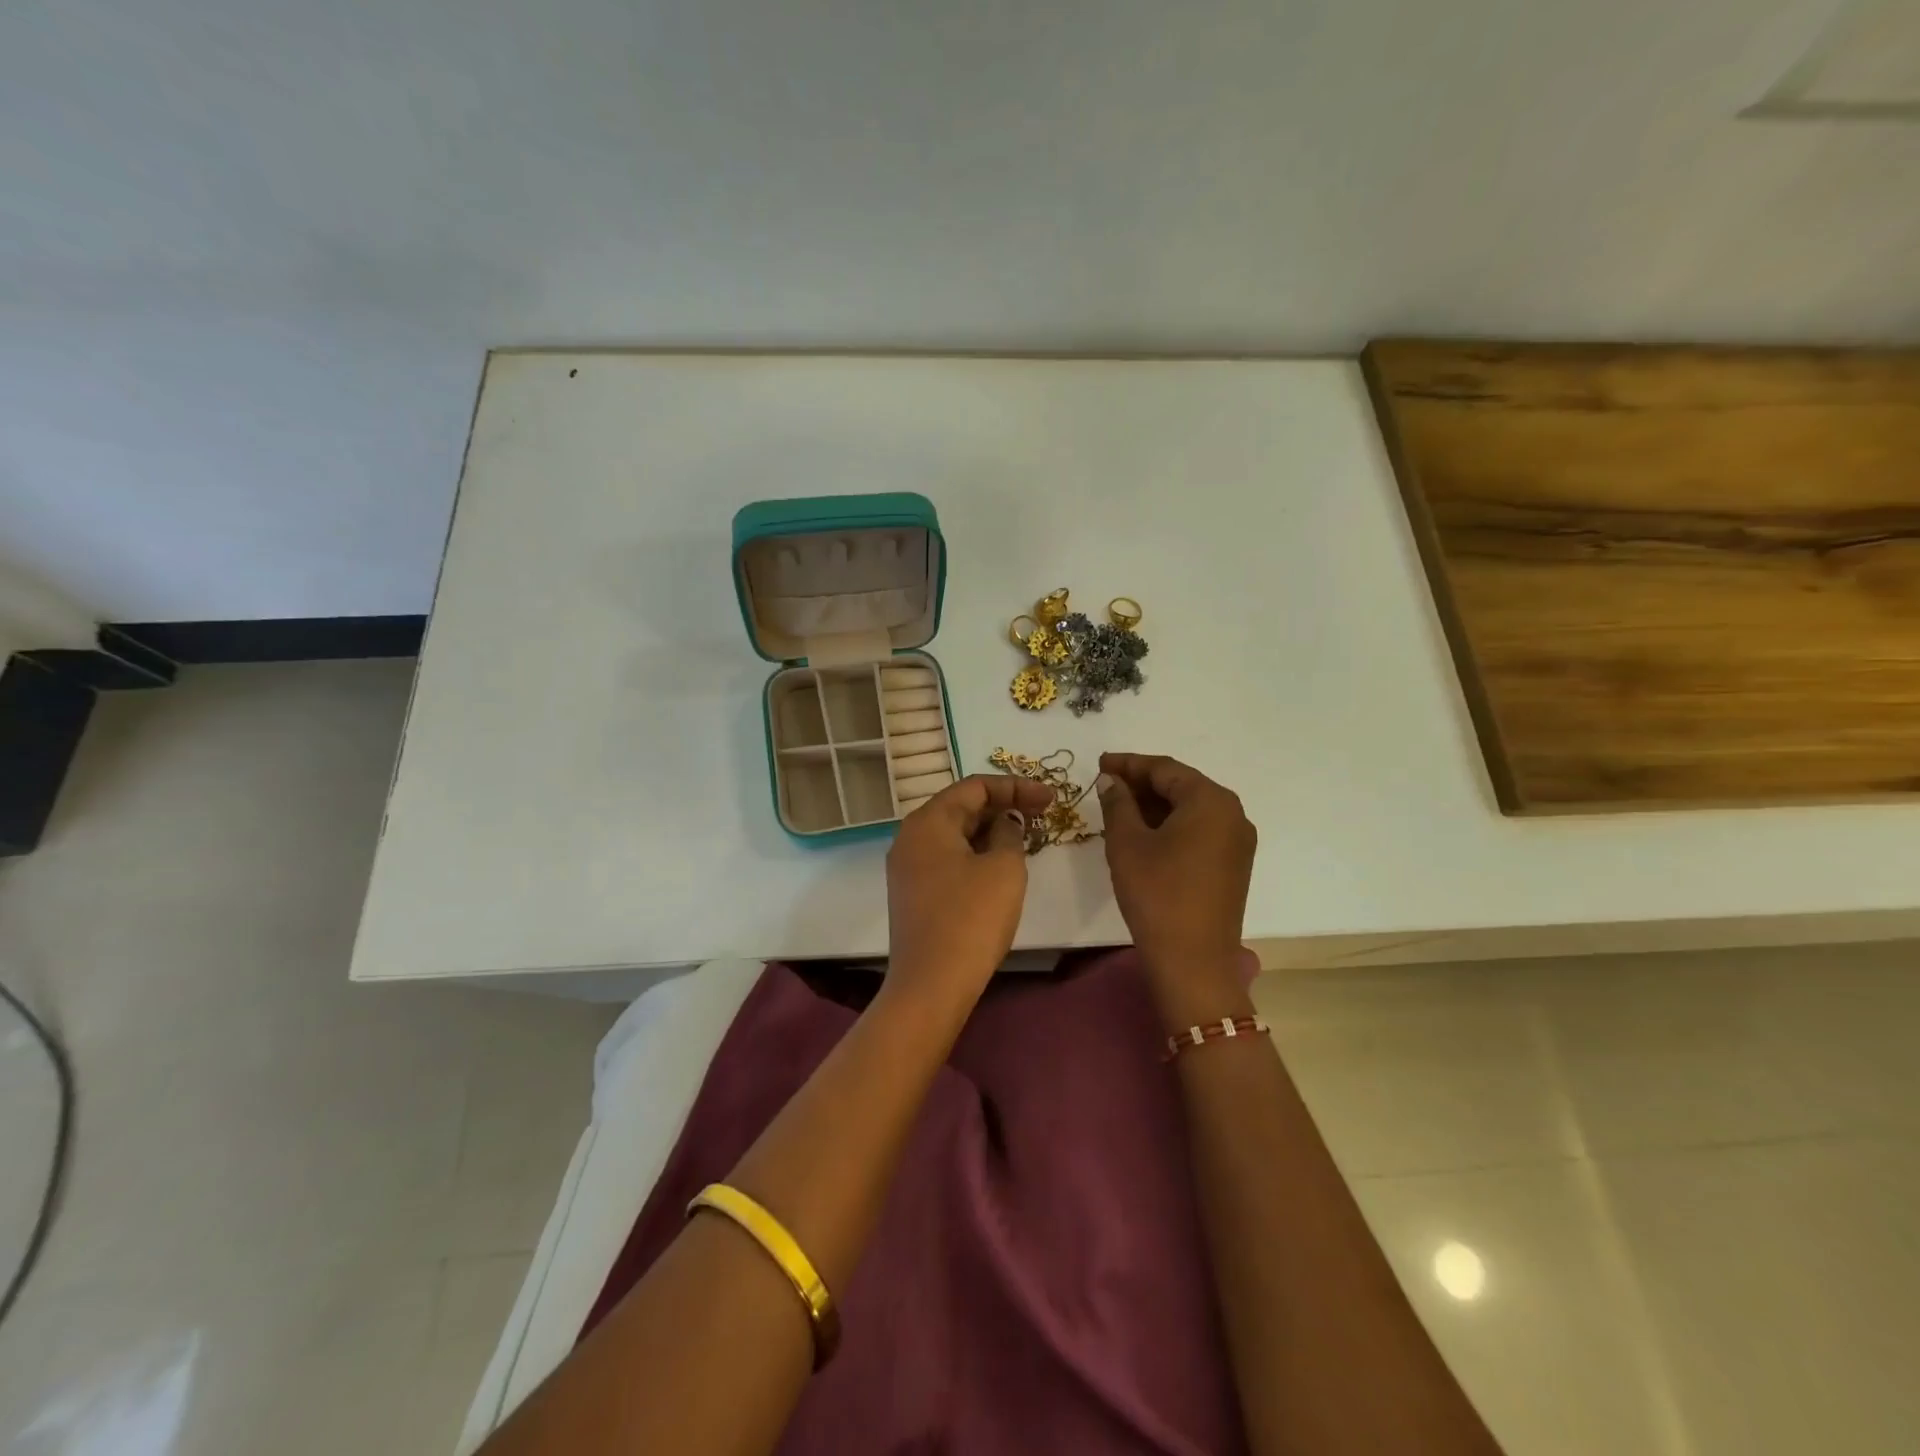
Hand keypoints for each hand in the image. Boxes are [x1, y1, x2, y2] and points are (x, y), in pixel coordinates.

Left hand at [885, 774, 1054, 1011]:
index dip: (1016, 787)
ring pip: (954, 835)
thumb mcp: (1004, 868)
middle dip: (1003, 807)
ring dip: (991, 832)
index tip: (1050, 798)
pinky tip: (1000, 867)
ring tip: (1026, 839)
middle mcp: (910, 837)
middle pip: (961, 807)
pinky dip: (975, 854)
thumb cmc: (971, 919)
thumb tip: (1004, 823)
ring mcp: (907, 867)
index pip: (975, 786)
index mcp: (928, 821)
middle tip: (1042, 815)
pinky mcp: (912, 894)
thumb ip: (1010, 833)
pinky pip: (947, 859)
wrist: (931, 985)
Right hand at [1098, 752, 1257, 1023]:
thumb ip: (1117, 803)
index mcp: (1210, 800)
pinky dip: (1171, 825)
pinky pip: (1200, 830)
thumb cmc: (1157, 893)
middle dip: (1142, 783)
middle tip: (1106, 784)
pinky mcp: (1233, 864)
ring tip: (1118, 807)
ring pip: (1191, 809)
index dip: (1129, 764)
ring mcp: (1237, 841)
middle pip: (1182, 785)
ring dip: (1155, 805)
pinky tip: (1144, 832)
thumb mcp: (1127, 842)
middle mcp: (1233, 813)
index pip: (1165, 768)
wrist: (1193, 961)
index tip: (1100, 763)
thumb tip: (1111, 780)